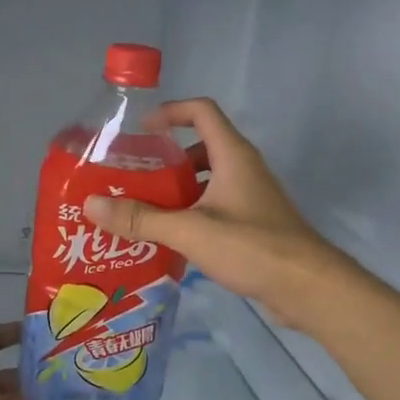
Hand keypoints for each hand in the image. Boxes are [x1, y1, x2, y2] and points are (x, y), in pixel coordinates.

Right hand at [83, 98, 349, 330]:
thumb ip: (141, 219)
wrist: (308, 287)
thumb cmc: (252, 247)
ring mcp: (251, 197)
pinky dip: (191, 213)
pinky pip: (215, 207)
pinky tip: (169, 238)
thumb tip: (92, 204)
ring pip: (206, 181)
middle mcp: (243, 169)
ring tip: (142, 209)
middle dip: (165, 159)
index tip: (141, 130)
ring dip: (176, 190)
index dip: (170, 112)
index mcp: (232, 156)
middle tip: (132, 178)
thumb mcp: (190, 230)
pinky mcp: (253, 224)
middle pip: (200, 147)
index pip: (201, 112)